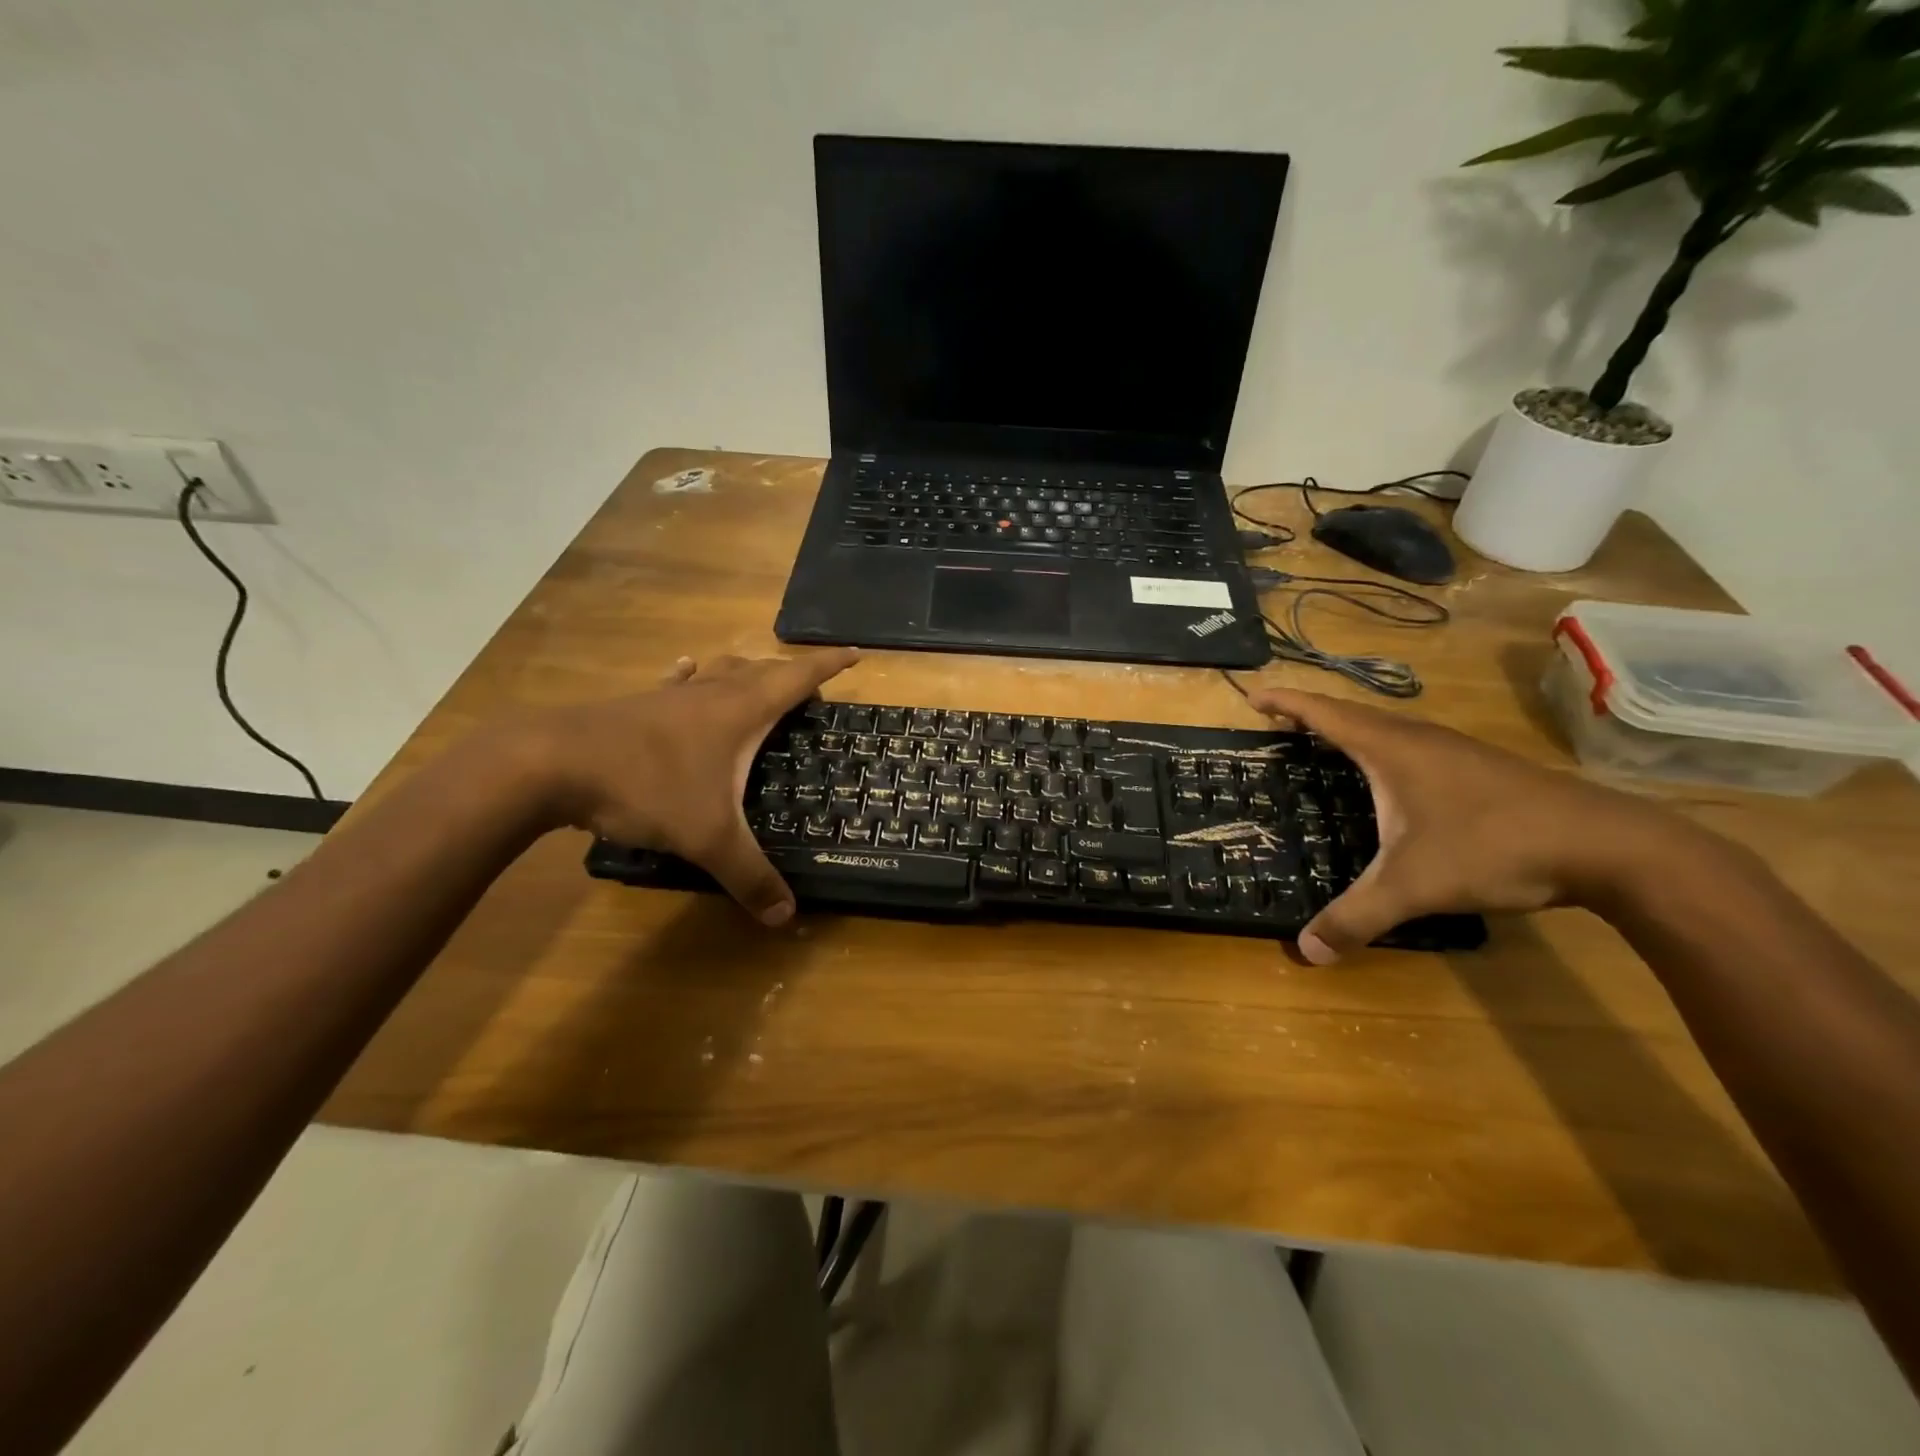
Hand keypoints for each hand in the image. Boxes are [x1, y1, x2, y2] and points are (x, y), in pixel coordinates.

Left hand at [529, 650, 858, 924]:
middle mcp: (712, 693)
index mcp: (741, 711)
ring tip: (758, 680)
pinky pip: (678, 684)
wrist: (552, 763)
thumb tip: (786, 916)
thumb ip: (750, 876)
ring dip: (746, 673)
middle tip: (810, 690)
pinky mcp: (638, 706)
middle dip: (792, 675)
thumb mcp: (708, 838)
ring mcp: (671, 696)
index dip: (829, 665)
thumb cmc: (647, 787)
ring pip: (720, 672)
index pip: (797, 678)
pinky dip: (693, 677)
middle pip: (762, 670)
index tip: (856, 654)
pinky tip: (687, 671)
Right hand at [1251, 687, 1711, 963]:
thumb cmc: (1495, 846)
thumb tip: (1305, 952)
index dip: (1285, 701)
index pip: (1324, 712)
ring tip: (1323, 749)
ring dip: (1349, 732)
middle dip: (1310, 716)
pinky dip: (1382, 751)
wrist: (1609, 845)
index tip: (1252, 695)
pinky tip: (1390, 782)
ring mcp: (1455, 750)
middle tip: (1278, 727)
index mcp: (1391, 748)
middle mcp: (1419, 738)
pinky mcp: (1481, 769)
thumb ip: (1356, 917)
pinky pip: (1413, 747)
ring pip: (1387, 729)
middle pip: (1352, 714)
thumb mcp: (1414, 886)